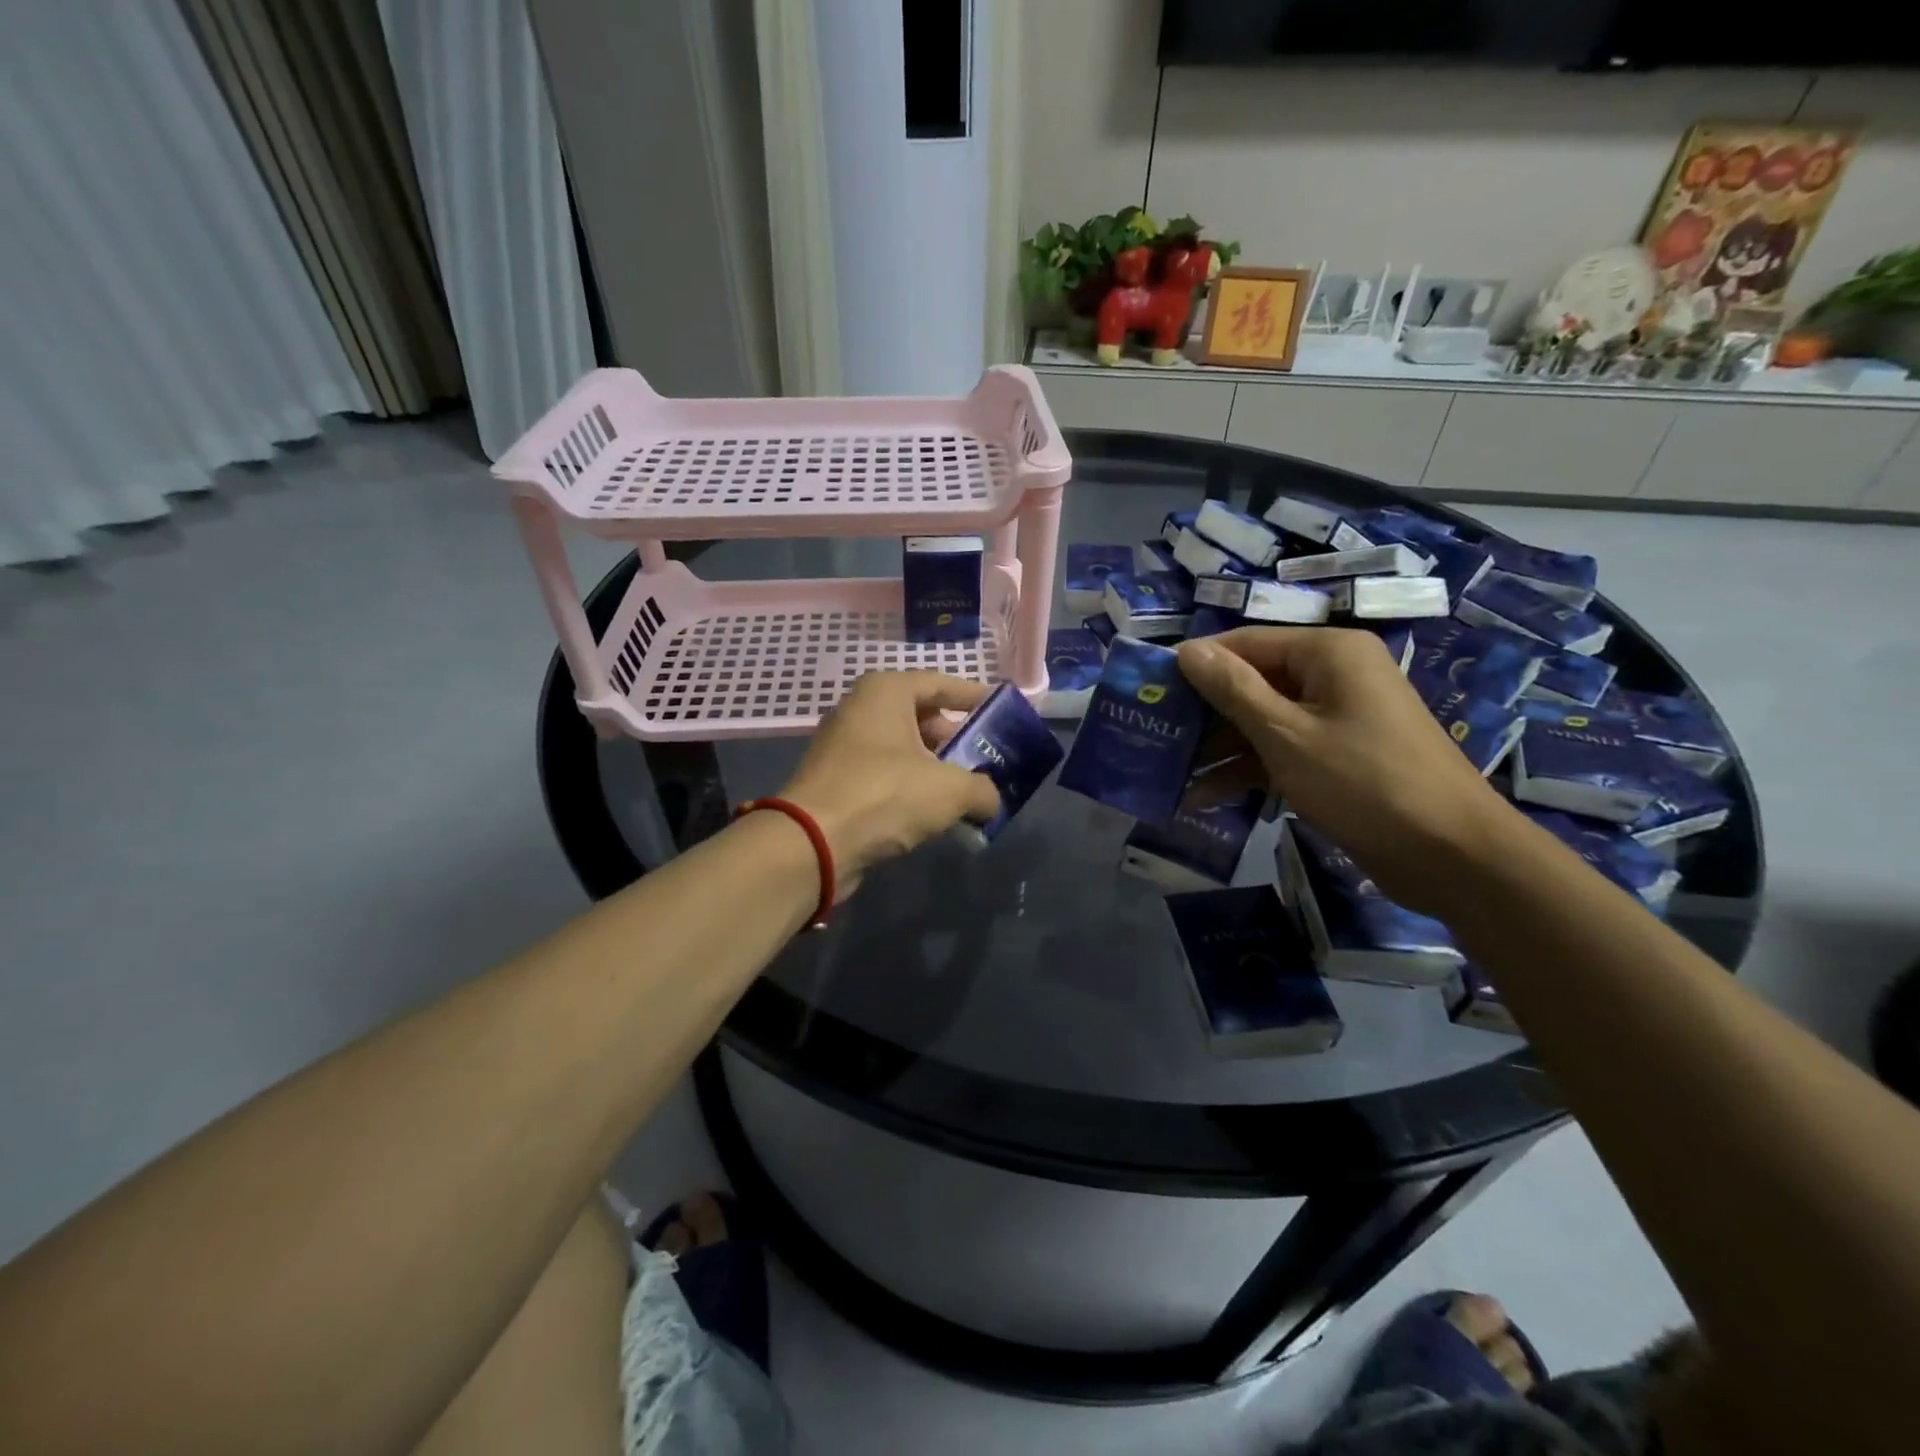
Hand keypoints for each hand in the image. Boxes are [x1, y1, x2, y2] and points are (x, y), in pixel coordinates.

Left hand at [777, 671, 1002, 895]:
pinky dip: (910, 787)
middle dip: (955, 739)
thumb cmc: (885, 795)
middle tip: (986, 759)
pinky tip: (933, 812)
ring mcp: (843, 745)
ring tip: (967, 790)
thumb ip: (983, 790)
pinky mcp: (835, 780)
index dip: (975, 698)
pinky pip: (884, 774)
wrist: (813, 843)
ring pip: (902, 748)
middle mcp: (860, 709)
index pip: (941, 684)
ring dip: (934, 767)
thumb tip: (990, 801)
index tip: (1003, 712)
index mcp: (885, 691)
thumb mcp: (951, 790)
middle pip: (921, 716)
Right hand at [1176, 627, 1518, 912]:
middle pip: (1252, 683)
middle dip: (1205, 716)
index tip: (1151, 694)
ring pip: (1263, 721)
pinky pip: (1284, 750)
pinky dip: (1250, 770)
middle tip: (1157, 740)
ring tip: (1172, 777)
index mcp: (1328, 653)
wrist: (1453, 855)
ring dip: (1221, 750)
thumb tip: (1186, 649)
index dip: (1196, 667)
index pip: (1244, 644)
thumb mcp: (1286, 735)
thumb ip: (1233, 690)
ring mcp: (1338, 717)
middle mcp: (1334, 675)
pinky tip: (1207, 798)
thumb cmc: (1364, 782)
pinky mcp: (1339, 755)